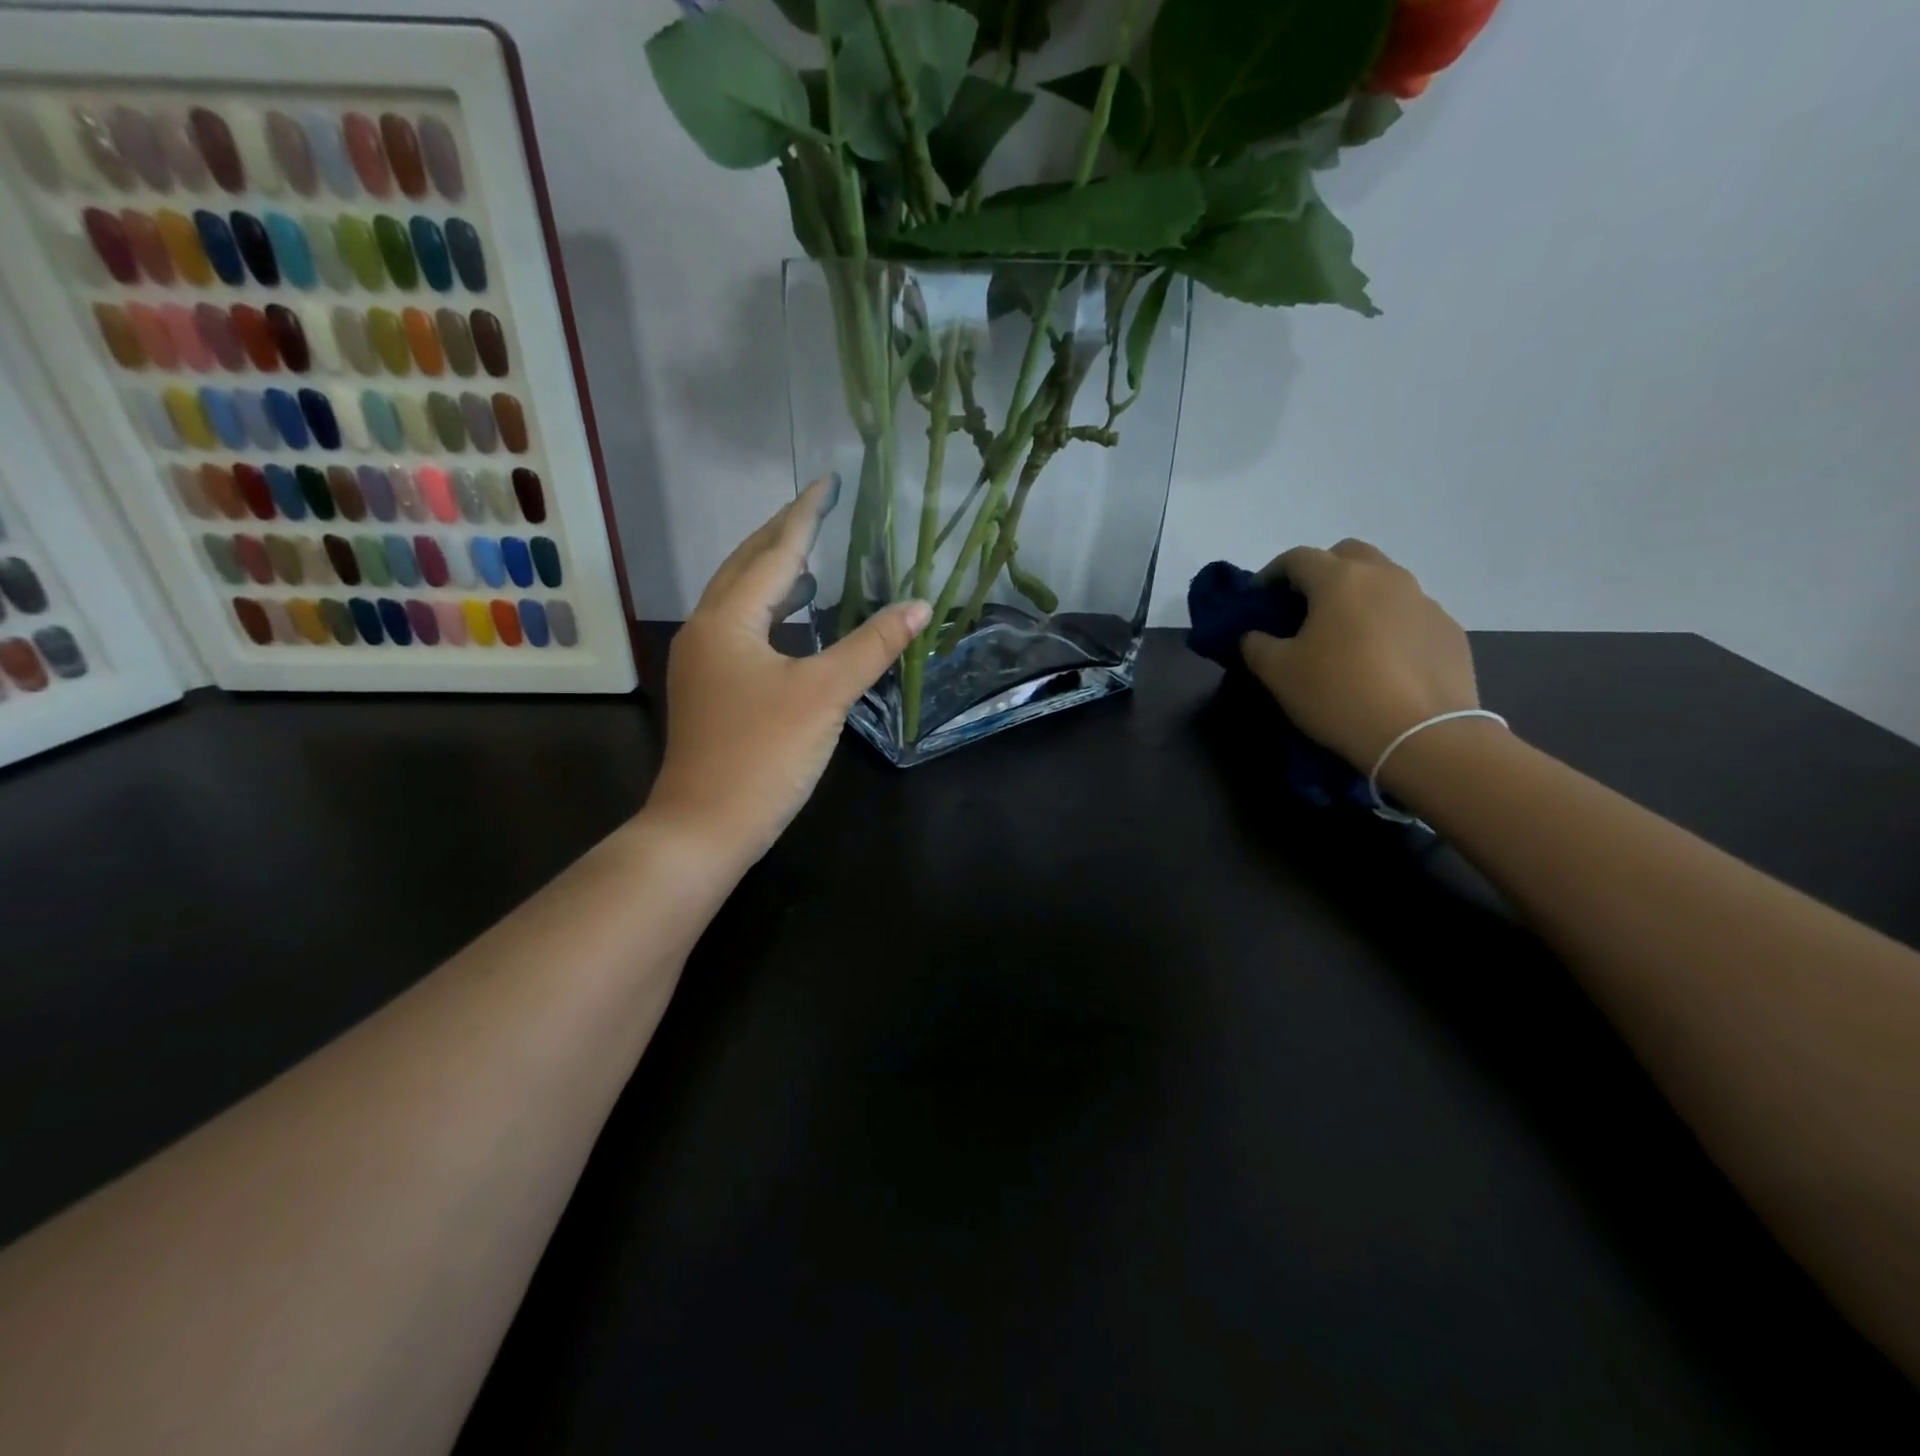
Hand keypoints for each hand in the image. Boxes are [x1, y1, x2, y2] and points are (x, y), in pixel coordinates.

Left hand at [647, 477, 930, 864]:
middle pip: (746, 567)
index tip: (827, 482)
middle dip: (782, 536)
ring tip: (813, 560)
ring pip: (740, 601)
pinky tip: (796, 624)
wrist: (705, 826)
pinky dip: (771, 615)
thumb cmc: (764, 753)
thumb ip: (872, 646)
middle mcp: (707, 629)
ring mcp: (703, 662)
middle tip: (819, 511)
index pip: (774, 553)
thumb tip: (919, 607)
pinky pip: (742, 631)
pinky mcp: (710, 690)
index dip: (805, 516)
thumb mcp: (825, 694)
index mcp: (729, 619)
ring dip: (775, 576)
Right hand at [1240, 539, 1481, 770]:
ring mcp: (1424, 602)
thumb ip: (1256, 645)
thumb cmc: (1339, 694)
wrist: (1423, 737)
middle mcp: (1386, 577)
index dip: (1271, 574)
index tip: (1259, 599)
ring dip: (1359, 597)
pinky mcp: (1449, 631)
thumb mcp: (1278, 673)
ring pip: (1384, 582)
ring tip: (1344, 637)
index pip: (1297, 558)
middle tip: (1304, 608)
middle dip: (1321, 572)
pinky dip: (1388, 624)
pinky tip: (1380, 660)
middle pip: (1348, 554)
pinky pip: (1409, 614)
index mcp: (1340, 580)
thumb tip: (1254, 635)